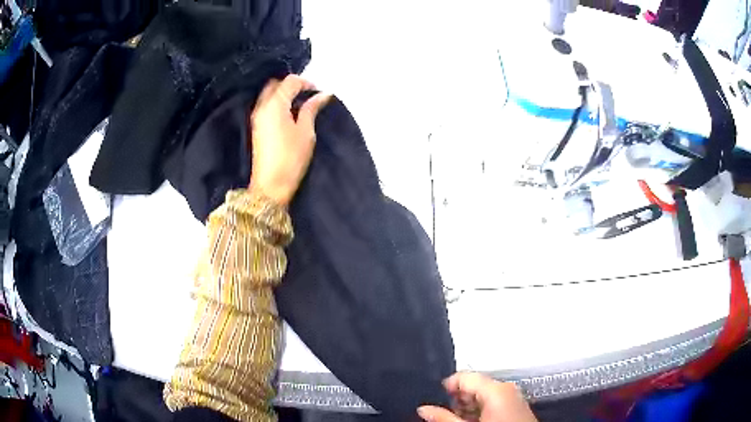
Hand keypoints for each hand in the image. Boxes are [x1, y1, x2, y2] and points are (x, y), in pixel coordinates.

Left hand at [248, 74, 329, 205]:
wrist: (270, 185)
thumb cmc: (291, 158)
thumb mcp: (306, 131)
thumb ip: (311, 109)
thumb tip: (323, 94)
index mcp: (275, 104)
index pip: (290, 81)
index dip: (306, 82)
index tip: (318, 93)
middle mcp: (262, 106)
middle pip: (275, 84)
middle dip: (292, 85)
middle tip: (307, 95)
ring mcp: (256, 116)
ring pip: (269, 94)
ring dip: (283, 94)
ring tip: (300, 105)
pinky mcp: (256, 127)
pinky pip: (266, 105)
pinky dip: (277, 103)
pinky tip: (289, 114)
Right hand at [418, 373, 537, 421]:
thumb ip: (443, 417)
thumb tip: (424, 409)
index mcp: (496, 388)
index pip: (464, 376)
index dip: (446, 387)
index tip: (435, 401)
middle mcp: (506, 388)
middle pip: (473, 386)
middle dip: (456, 400)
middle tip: (444, 415)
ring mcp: (513, 397)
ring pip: (482, 395)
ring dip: (467, 407)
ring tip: (458, 421)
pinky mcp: (515, 406)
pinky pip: (492, 402)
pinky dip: (480, 410)